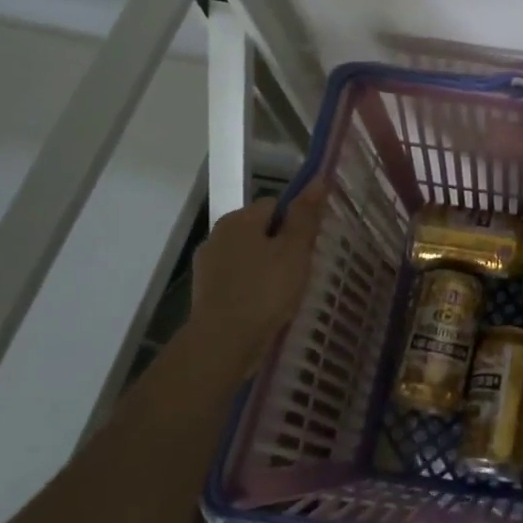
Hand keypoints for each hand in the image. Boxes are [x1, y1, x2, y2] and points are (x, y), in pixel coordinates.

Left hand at [189, 185, 327, 358]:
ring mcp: (207, 265)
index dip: (295, 222)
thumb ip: (305, 214)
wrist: (222, 344)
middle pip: (260, 229)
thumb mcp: (294, 249)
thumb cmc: (264, 290)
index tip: (308, 246)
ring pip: (248, 255)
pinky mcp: (204, 292)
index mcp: (239, 219)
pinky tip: (265, 306)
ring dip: (266, 267)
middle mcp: (217, 235)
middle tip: (300, 270)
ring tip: (285, 292)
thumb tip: (318, 179)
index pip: (275, 204)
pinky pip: (237, 279)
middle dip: (280, 245)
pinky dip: (251, 287)